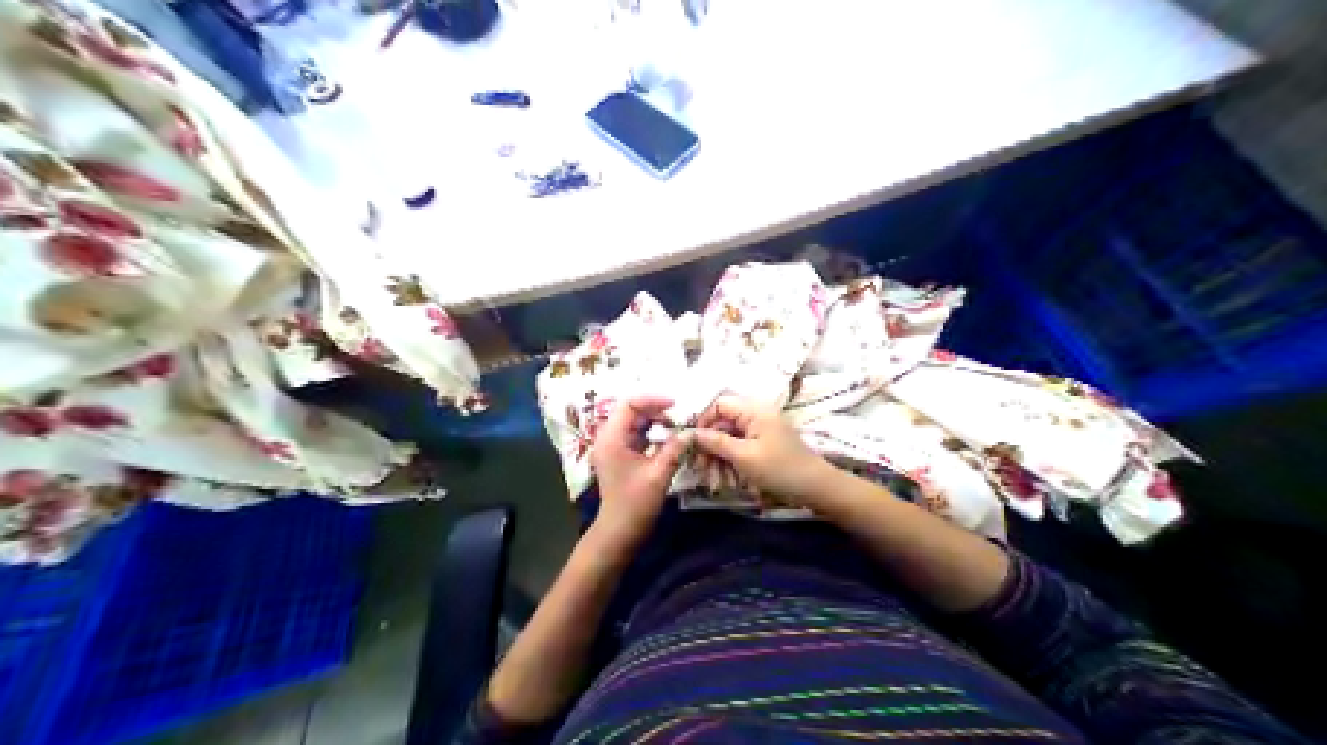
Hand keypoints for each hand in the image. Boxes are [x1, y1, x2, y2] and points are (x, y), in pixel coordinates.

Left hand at [593, 397, 690, 545]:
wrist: (619, 532)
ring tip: (677, 428)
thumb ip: (675, 449)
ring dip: (656, 422)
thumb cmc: (636, 504)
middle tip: (679, 417)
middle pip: (631, 411)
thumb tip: (692, 431)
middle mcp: (608, 438)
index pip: (629, 404)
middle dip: (656, 410)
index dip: (653, 400)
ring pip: (635, 422)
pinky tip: (669, 440)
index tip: (676, 404)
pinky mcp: (621, 455)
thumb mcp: (659, 474)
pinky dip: (653, 433)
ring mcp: (613, 446)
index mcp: (611, 438)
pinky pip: (637, 435)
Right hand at [689, 397, 831, 504]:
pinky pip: (740, 450)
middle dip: (709, 447)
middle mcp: (756, 416)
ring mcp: (760, 432)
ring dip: (718, 460)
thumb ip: (716, 442)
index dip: (703, 422)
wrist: (815, 488)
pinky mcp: (763, 447)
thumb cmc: (779, 468)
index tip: (693, 444)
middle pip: (722, 424)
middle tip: (700, 469)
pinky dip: (731, 464)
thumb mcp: (744, 456)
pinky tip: (727, 482)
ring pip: (729, 440)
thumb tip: (690, 433)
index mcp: (753, 410)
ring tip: (716, 482)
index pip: (718, 405)